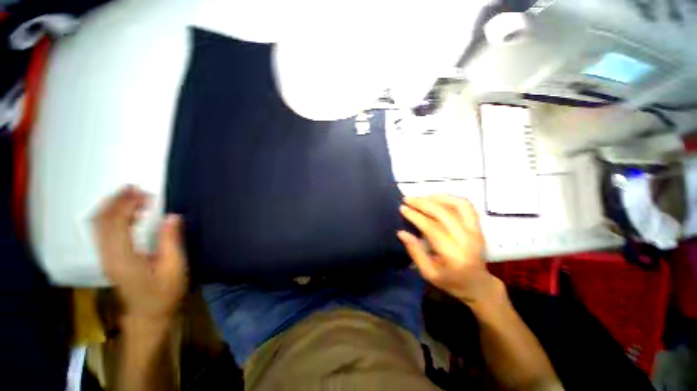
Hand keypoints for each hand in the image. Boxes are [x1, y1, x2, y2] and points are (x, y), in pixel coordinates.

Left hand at [93, 186, 187, 322]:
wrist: (149, 314)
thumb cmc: (164, 292)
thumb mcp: (174, 267)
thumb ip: (171, 241)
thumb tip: (172, 216)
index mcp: (123, 258)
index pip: (116, 224)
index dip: (126, 204)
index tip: (142, 192)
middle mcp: (108, 256)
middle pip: (102, 221)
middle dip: (116, 201)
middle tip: (136, 189)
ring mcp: (106, 257)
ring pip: (99, 225)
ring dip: (113, 207)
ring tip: (132, 196)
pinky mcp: (109, 258)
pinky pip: (104, 232)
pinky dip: (113, 217)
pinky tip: (129, 213)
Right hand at [398, 195, 501, 304]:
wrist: (479, 285)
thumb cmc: (451, 282)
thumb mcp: (428, 273)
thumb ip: (415, 252)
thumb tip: (401, 232)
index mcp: (454, 254)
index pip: (432, 227)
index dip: (415, 216)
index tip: (402, 208)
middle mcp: (467, 239)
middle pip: (444, 213)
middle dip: (423, 203)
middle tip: (407, 199)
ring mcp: (476, 230)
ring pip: (458, 205)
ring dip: (437, 198)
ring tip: (421, 198)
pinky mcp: (478, 226)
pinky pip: (466, 206)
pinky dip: (450, 198)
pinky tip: (436, 199)